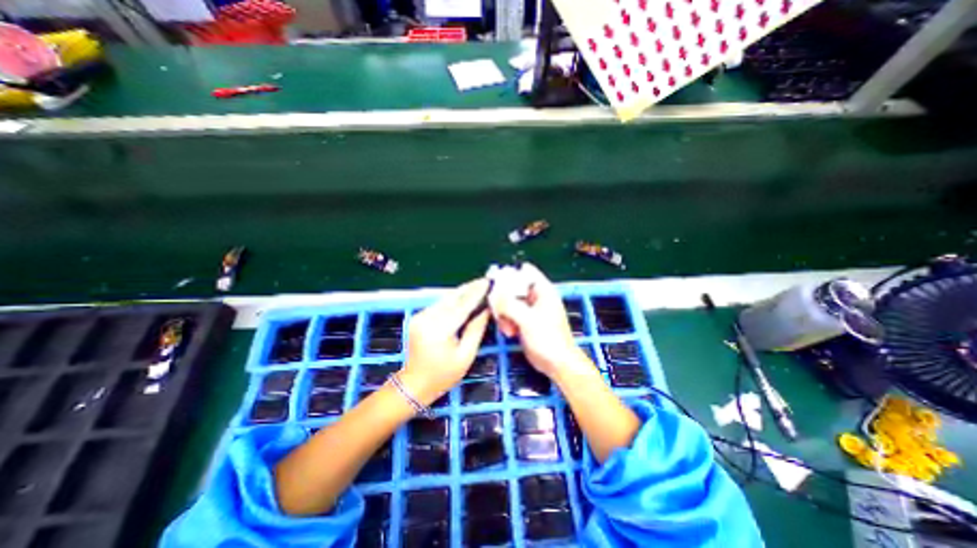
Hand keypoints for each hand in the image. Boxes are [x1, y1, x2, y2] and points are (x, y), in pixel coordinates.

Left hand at [396, 278, 488, 406]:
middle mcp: (427, 318)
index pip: (462, 305)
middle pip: (452, 297)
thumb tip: (486, 309)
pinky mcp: (418, 317)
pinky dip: (453, 300)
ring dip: (462, 292)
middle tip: (485, 281)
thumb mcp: (466, 356)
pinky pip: (439, 304)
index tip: (489, 282)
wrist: (413, 384)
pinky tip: (464, 298)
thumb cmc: (443, 375)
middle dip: (470, 288)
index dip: (477, 293)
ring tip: (478, 286)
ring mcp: (420, 316)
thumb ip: (476, 329)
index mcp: (439, 330)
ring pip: (445, 299)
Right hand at [493, 262, 591, 378]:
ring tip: (507, 327)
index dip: (510, 273)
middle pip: (513, 287)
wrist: (557, 364)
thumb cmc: (548, 339)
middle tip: (497, 310)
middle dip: (503, 298)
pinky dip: (506, 322)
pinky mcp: (524, 321)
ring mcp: (529, 309)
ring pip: (508, 302)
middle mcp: (535, 297)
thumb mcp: (527, 320)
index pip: (525, 271)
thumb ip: (509, 305)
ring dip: (503, 313)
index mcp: (542, 290)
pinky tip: (509, 333)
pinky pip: (509, 314)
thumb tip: (493, 293)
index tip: (495, 283)